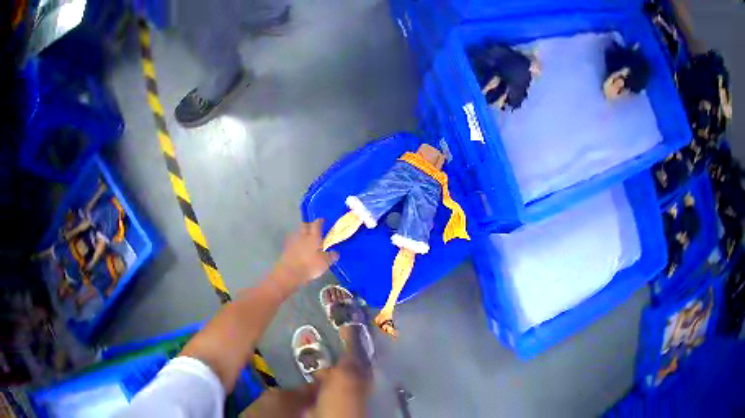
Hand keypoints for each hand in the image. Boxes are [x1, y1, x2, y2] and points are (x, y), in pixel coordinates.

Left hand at [276, 220, 338, 286]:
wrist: (290, 273)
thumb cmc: (310, 266)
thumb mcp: (325, 263)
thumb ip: (331, 256)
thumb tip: (335, 253)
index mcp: (313, 237)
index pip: (317, 224)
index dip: (320, 221)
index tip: (323, 221)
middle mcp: (302, 236)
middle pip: (304, 225)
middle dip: (309, 225)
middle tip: (313, 229)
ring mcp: (293, 242)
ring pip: (298, 233)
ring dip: (302, 235)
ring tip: (306, 240)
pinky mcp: (286, 249)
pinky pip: (292, 242)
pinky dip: (296, 244)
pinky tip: (299, 249)